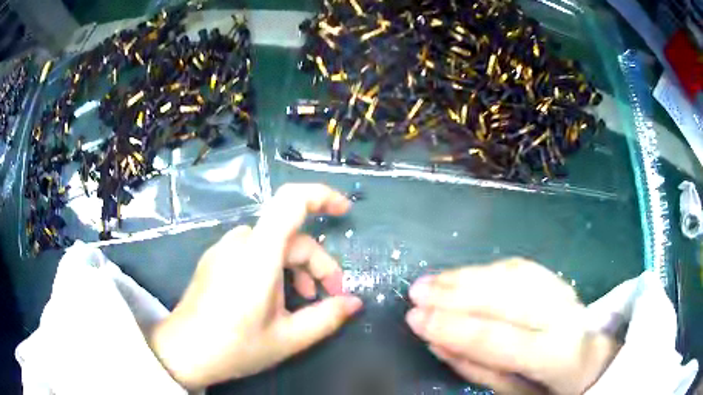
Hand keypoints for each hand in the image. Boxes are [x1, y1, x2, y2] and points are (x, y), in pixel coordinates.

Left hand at [148, 184, 362, 388]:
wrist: (184, 352)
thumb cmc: (235, 347)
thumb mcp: (288, 339)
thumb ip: (326, 318)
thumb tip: (354, 303)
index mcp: (258, 256)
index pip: (291, 201)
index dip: (322, 196)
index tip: (345, 212)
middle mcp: (239, 242)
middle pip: (290, 235)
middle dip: (317, 263)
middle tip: (329, 295)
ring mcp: (224, 249)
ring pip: (273, 243)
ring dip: (296, 266)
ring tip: (304, 298)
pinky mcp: (216, 259)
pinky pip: (253, 251)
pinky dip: (274, 266)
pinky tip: (274, 297)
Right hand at [406, 258, 618, 394]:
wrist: (590, 359)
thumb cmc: (549, 384)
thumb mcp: (514, 391)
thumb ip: (477, 369)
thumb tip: (437, 342)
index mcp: (556, 354)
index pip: (498, 339)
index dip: (453, 328)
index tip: (414, 318)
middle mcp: (564, 315)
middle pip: (508, 297)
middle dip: (457, 292)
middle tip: (417, 290)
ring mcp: (564, 291)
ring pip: (513, 275)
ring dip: (468, 275)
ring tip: (432, 279)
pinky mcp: (558, 279)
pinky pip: (520, 267)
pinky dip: (487, 269)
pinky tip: (463, 273)